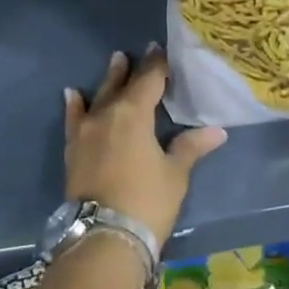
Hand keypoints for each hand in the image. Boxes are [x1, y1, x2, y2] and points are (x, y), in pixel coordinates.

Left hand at [65, 46, 226, 246]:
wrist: (103, 239)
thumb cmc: (146, 201)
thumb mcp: (175, 174)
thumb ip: (190, 147)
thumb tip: (217, 131)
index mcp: (134, 113)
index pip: (149, 80)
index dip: (156, 64)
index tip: (160, 49)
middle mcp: (107, 114)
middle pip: (121, 85)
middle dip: (131, 69)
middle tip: (136, 53)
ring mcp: (86, 131)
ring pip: (98, 97)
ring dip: (108, 80)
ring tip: (114, 62)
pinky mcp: (72, 150)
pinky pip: (73, 119)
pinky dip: (74, 105)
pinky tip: (72, 94)